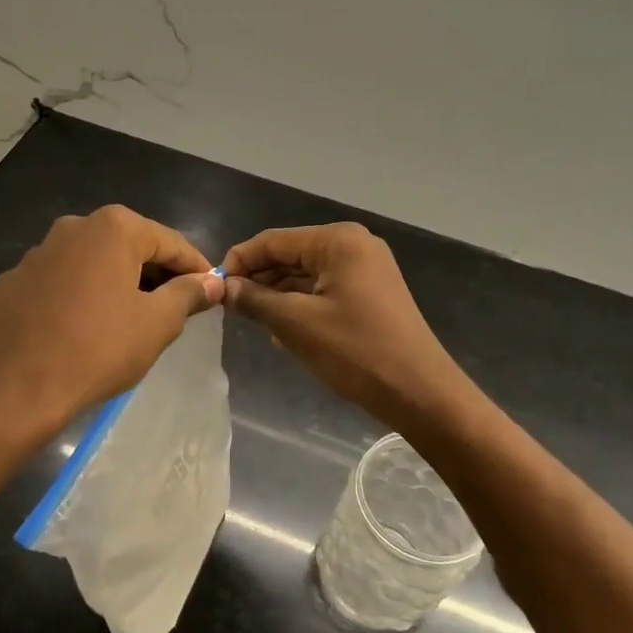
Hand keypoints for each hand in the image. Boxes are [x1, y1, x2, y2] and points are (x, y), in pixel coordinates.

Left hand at [0, 205, 222, 431]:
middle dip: (155, 273)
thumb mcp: (158, 323)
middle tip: (176, 306)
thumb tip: (212, 282)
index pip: (169, 242)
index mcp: (113, 228)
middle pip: (129, 246)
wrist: (21, 388)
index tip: (212, 289)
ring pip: (92, 262)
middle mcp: (73, 227)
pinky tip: (85, 326)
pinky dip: (80, 295)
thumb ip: (188, 294)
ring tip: (131, 317)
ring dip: (116, 282)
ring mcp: (38, 253)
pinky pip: (61, 282)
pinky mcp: (14, 281)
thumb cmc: (100, 348)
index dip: (195, 267)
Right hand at [222, 223, 472, 434]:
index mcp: (338, 241)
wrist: (418, 392)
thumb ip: (255, 300)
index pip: (274, 240)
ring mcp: (366, 270)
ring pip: (305, 275)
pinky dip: (300, 306)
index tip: (213, 286)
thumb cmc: (355, 351)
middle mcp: (354, 246)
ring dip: (277, 296)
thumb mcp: (295, 324)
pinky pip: (323, 291)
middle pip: (290, 255)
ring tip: (250, 321)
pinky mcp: (370, 295)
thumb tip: (224, 288)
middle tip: (228, 307)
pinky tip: (280, 332)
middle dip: (259, 279)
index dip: (240, 260)